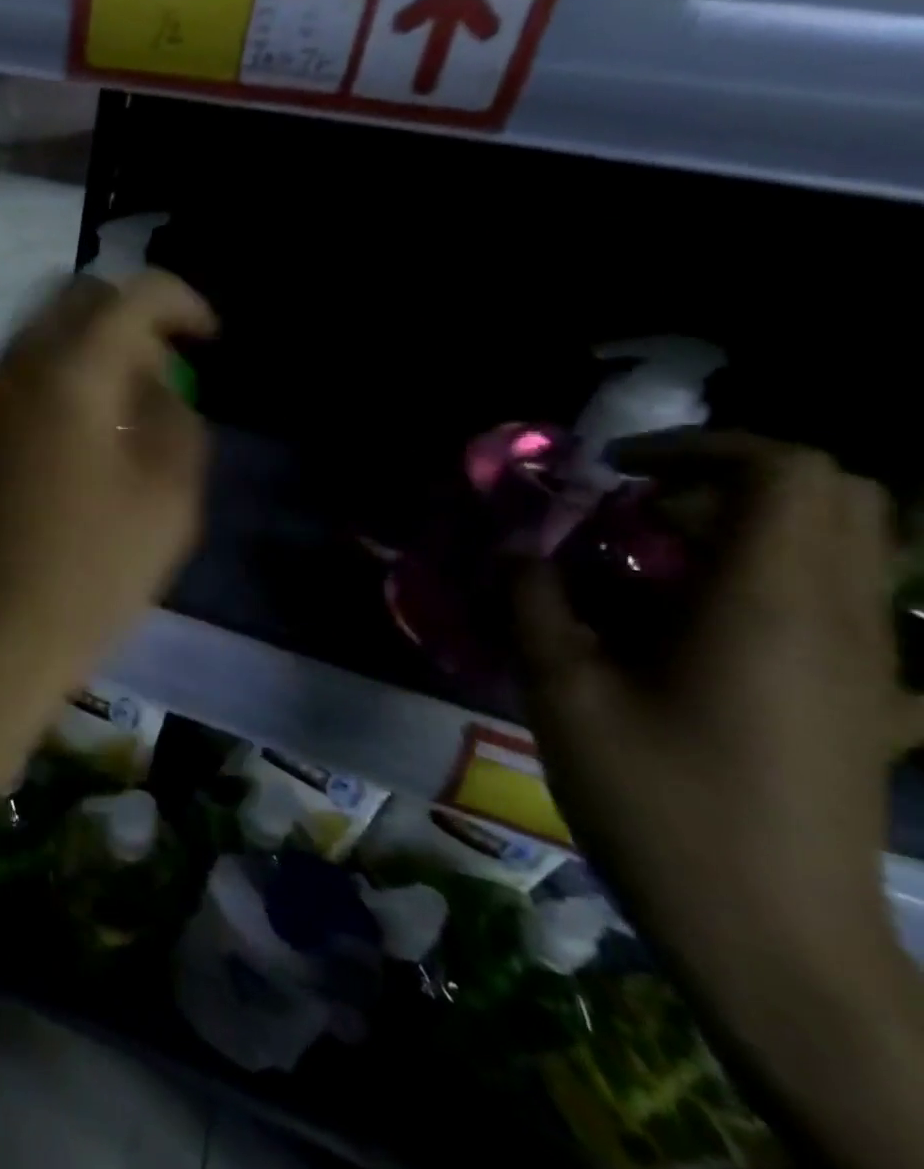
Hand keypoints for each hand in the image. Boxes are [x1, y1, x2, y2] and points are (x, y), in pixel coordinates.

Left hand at [0, 270, 215, 745]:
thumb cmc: (85, 580)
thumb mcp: (167, 502)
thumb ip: (175, 419)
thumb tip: (156, 384)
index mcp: (66, 375)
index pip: (130, 296)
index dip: (181, 302)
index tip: (206, 338)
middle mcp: (6, 370)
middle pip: (72, 303)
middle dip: (127, 321)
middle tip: (158, 374)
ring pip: (33, 341)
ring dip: (82, 355)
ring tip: (113, 416)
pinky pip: (5, 384)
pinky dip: (44, 387)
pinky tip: (62, 447)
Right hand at [514, 433, 920, 957]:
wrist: (776, 940)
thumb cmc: (660, 803)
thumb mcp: (563, 693)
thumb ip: (535, 603)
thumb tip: (516, 550)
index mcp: (770, 604)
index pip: (787, 469)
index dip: (701, 446)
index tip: (619, 471)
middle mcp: (842, 618)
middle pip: (834, 494)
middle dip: (729, 480)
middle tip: (640, 513)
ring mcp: (871, 665)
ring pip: (843, 547)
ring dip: (747, 530)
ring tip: (654, 569)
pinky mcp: (869, 704)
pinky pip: (838, 605)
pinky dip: (770, 584)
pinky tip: (700, 636)